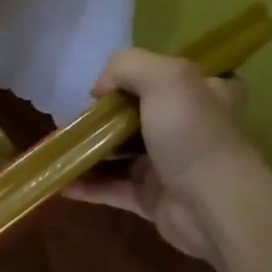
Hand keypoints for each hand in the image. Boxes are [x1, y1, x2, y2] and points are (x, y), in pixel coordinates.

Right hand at [65, 47, 263, 258]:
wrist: (213, 205)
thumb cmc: (192, 134)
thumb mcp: (165, 77)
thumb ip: (127, 66)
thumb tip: (100, 89)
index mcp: (202, 95)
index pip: (179, 78)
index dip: (148, 76)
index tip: (115, 83)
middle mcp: (188, 128)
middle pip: (141, 116)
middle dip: (106, 116)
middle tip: (76, 117)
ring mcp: (168, 166)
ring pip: (122, 154)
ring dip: (90, 152)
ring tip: (58, 149)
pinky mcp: (152, 198)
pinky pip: (112, 188)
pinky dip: (87, 185)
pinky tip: (61, 181)